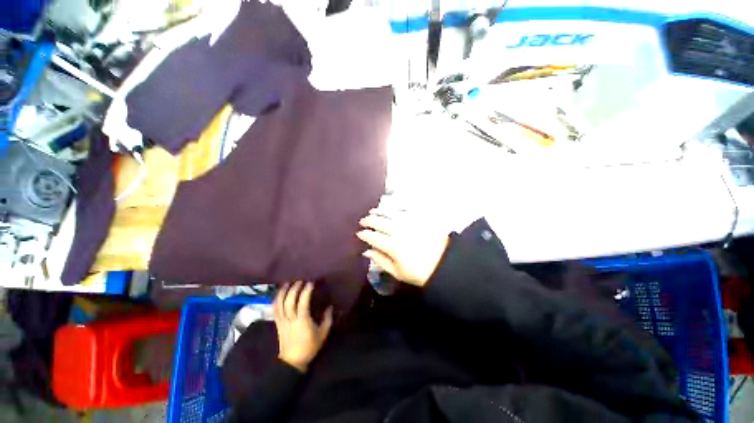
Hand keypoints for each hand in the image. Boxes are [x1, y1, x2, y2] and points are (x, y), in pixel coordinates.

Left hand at [274, 281, 333, 371]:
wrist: (293, 361)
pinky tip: (279, 294)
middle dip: (294, 289)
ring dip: (283, 292)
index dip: (306, 292)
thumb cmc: (310, 347)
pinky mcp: (277, 324)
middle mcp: (290, 320)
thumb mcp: (323, 334)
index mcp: (302, 321)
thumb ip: (327, 319)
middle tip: (300, 281)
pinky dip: (276, 300)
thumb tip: (330, 307)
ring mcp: (282, 321)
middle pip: (289, 302)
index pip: (303, 304)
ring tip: (287, 283)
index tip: (310, 283)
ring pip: (279, 305)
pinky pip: (274, 310)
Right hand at [357, 208, 448, 286]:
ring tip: (372, 211)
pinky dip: (394, 209)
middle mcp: (399, 232)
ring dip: (379, 212)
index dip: (364, 234)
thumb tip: (367, 251)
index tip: (359, 233)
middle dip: (369, 221)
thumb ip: (381, 260)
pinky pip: (403, 211)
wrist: (445, 264)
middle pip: (380, 223)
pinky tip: (389, 209)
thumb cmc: (420, 273)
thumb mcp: (398, 273)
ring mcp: (410, 224)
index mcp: (393, 247)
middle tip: (363, 221)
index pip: (373, 237)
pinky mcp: (418, 219)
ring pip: (390, 214)